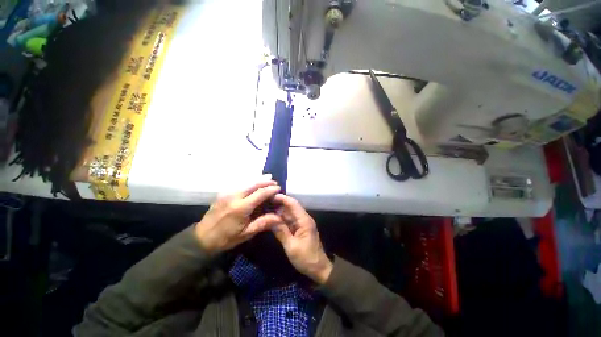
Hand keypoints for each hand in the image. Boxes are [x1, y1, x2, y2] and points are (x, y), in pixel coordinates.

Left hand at [195, 176, 281, 253]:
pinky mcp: (223, 193)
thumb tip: (279, 216)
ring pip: (247, 182)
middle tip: (275, 183)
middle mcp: (234, 196)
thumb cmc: (226, 238)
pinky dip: (250, 183)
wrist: (202, 237)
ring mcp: (227, 193)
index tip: (279, 188)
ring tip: (268, 180)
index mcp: (241, 207)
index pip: (260, 193)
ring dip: (259, 180)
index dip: (271, 189)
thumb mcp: (246, 234)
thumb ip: (263, 223)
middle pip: (254, 184)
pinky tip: (255, 184)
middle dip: (266, 181)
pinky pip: (240, 184)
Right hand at [271, 194, 332, 284]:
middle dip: (279, 203)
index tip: (270, 196)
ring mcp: (302, 223)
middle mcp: (304, 218)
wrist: (319, 268)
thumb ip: (281, 231)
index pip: (293, 204)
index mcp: (304, 220)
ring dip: (279, 210)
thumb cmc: (306, 258)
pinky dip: (282, 218)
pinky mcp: (300, 228)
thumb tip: (269, 218)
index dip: (282, 198)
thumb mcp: (291, 246)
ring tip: (266, 207)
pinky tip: (273, 218)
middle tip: (265, 201)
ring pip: (290, 213)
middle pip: (291, 207)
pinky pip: (290, 220)